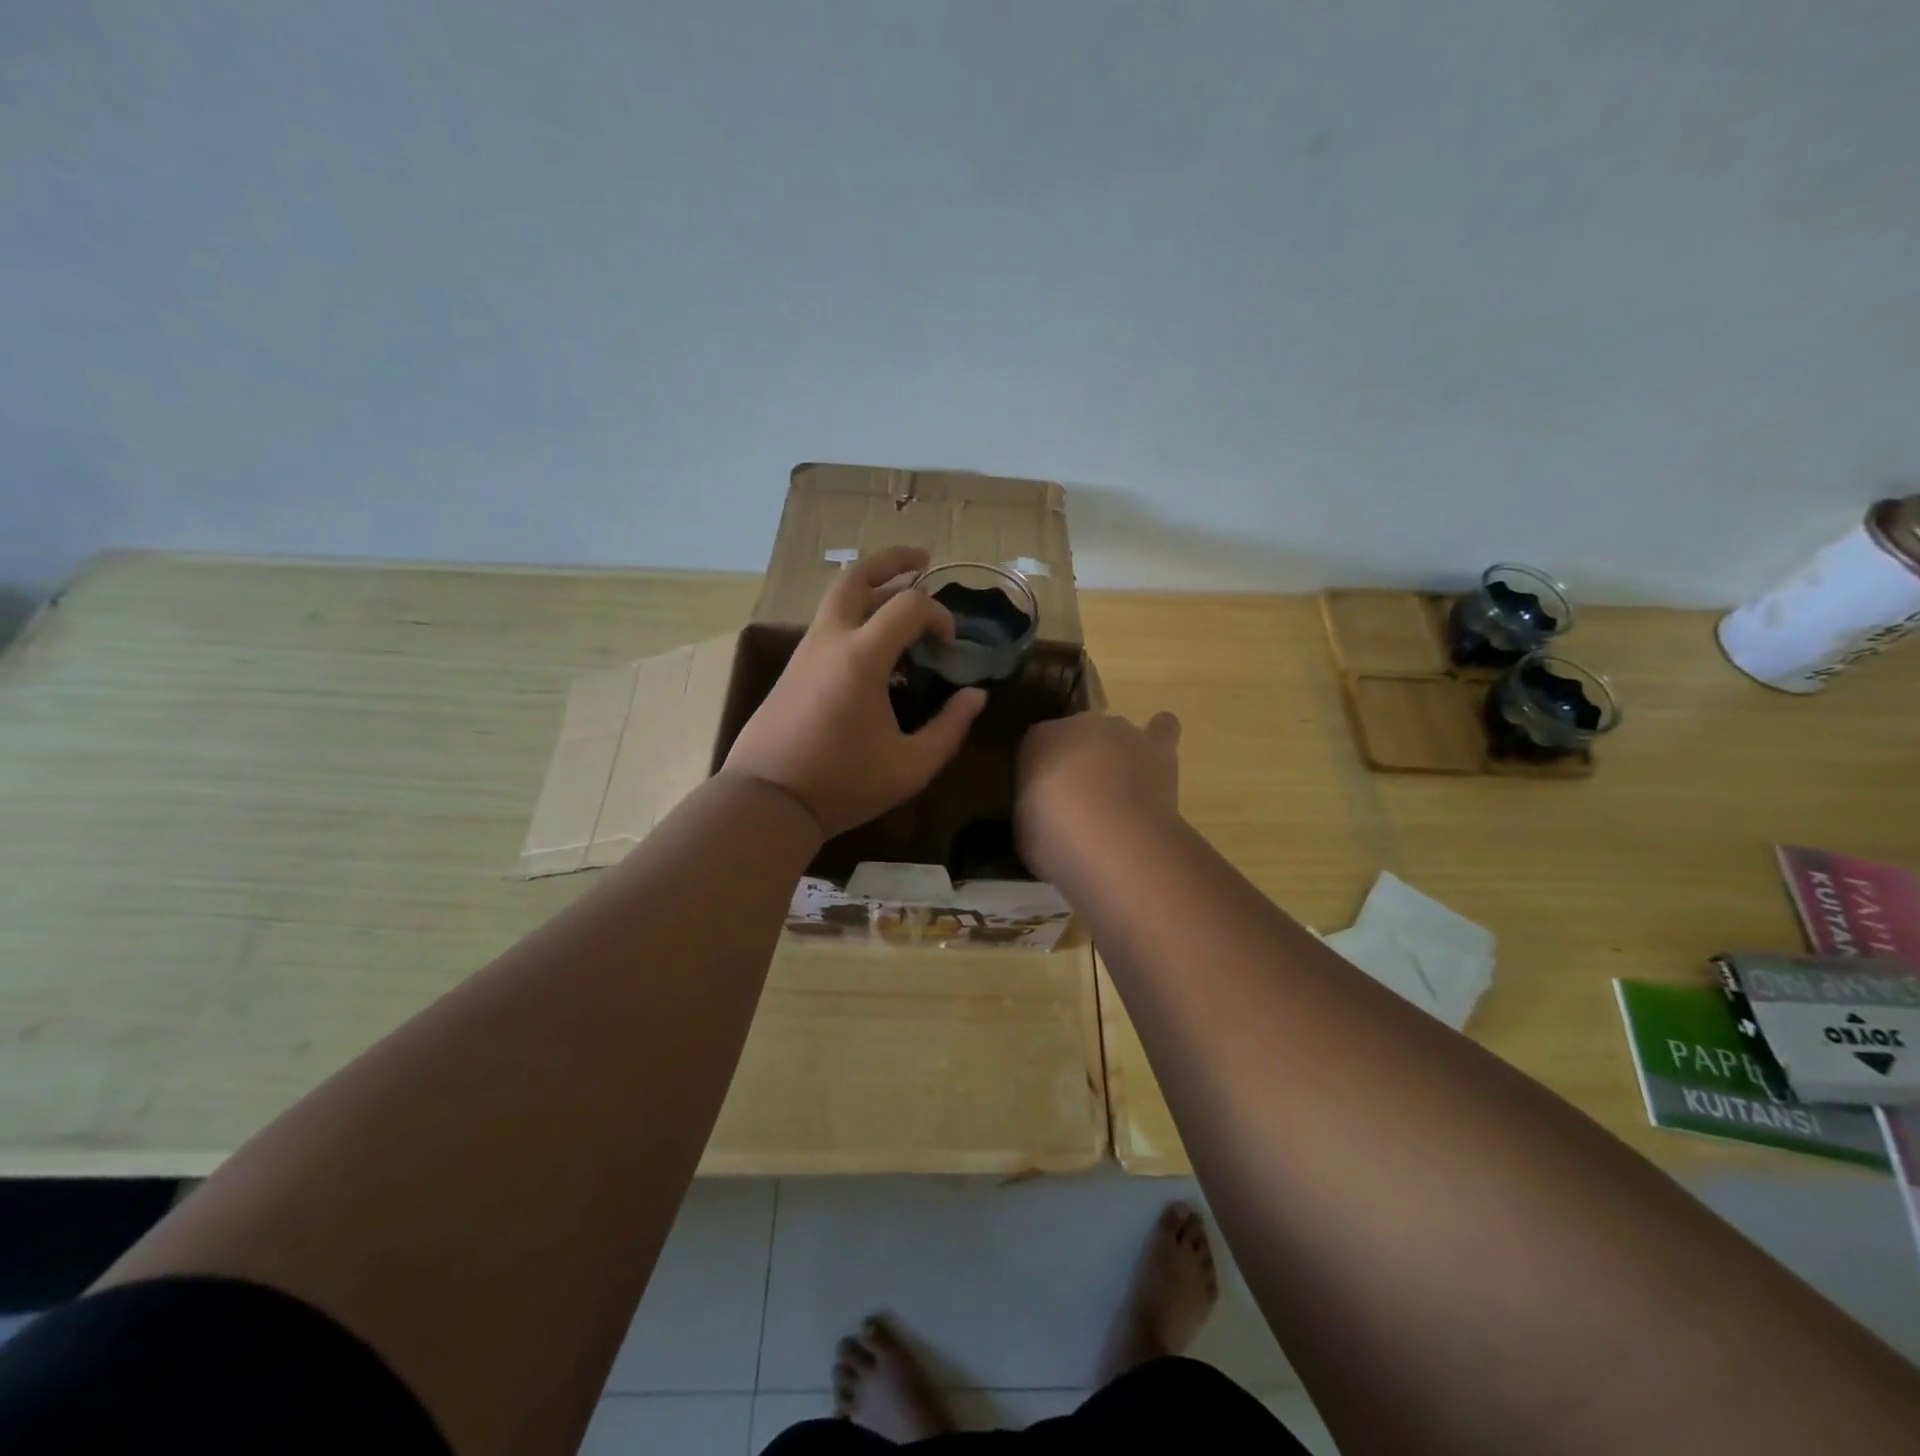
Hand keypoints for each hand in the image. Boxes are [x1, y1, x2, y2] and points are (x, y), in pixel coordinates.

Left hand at [722, 546, 987, 838]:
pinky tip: (874, 641)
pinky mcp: (793, 668)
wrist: (768, 800)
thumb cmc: (843, 784)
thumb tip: (975, 696)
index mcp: (861, 657)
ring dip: (872, 587)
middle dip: (892, 561)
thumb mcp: (910, 766)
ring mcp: (805, 652)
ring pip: (838, 598)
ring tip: (901, 593)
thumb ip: (949, 728)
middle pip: (856, 576)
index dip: (939, 615)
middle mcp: (830, 640)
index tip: (951, 644)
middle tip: (922, 560)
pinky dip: (856, 615)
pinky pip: (829, 624)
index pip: (909, 607)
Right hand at [1015, 711, 1181, 882]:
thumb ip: (1034, 809)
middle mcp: (1078, 724)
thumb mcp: (1025, 829)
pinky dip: (1159, 737)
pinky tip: (1156, 759)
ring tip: (1119, 790)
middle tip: (1080, 802)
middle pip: (1077, 737)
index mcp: (1037, 740)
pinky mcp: (1157, 746)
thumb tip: (1044, 814)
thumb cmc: (1055, 838)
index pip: (1036, 746)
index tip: (1044, 803)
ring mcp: (1120, 731)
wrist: (1111, 838)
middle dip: (1078, 762)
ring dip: (1115, 755)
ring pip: (1115, 734)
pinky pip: (1162, 728)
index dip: (1042, 774)